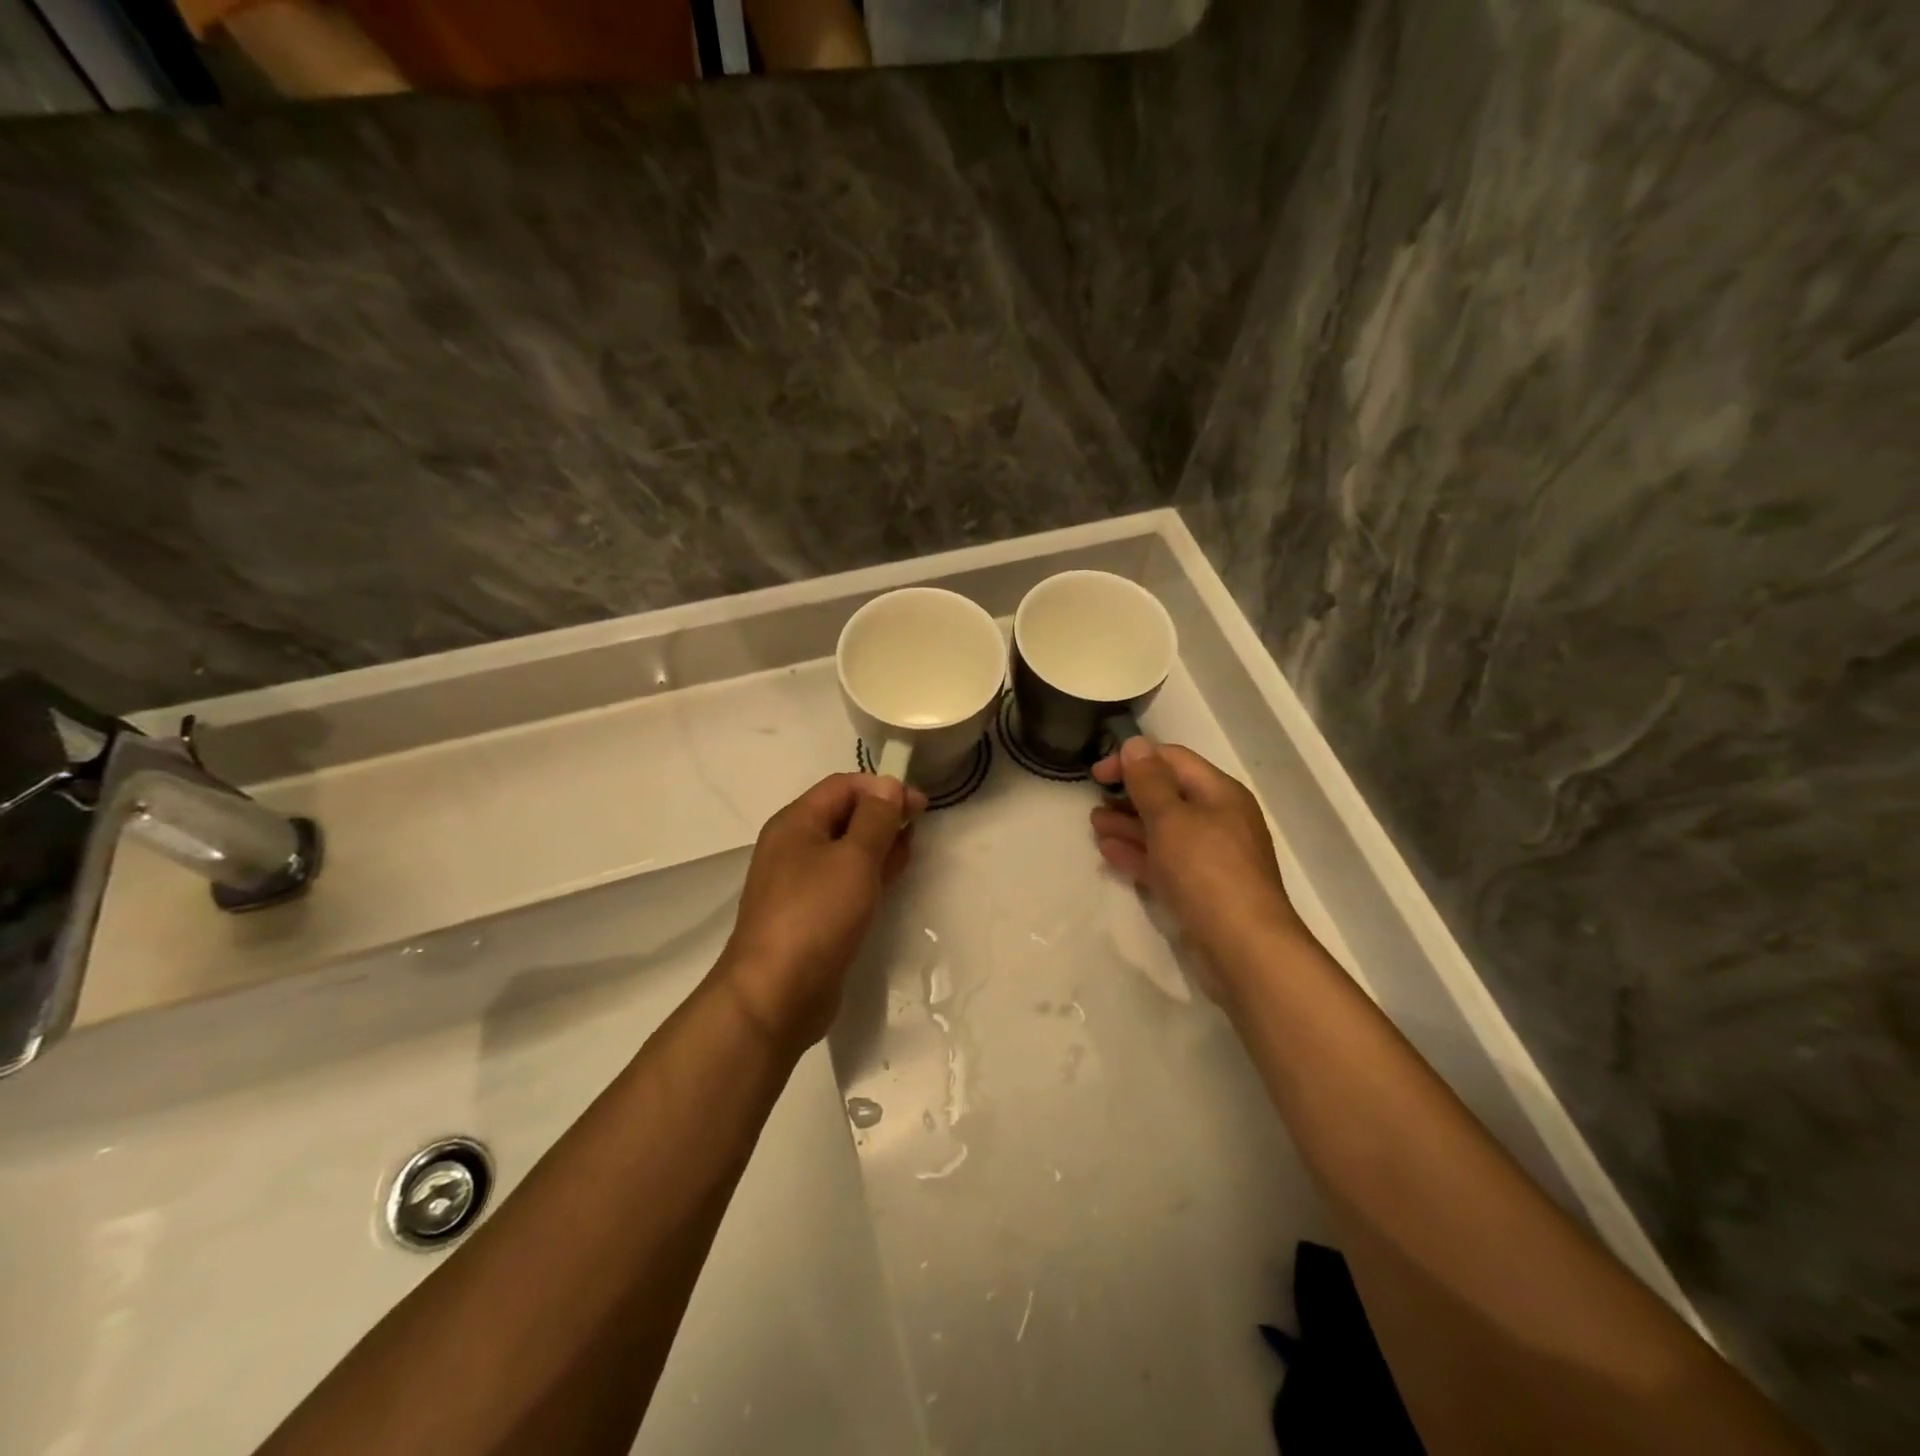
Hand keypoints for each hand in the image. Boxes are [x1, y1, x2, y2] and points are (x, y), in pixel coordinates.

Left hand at [717, 773, 926, 1054]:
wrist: (775, 995)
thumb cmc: (816, 915)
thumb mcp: (853, 858)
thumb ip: (876, 819)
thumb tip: (888, 784)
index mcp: (796, 823)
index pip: (843, 787)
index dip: (883, 788)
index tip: (921, 805)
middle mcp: (794, 847)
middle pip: (843, 815)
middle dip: (883, 814)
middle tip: (920, 826)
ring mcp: (800, 884)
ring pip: (846, 850)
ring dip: (879, 844)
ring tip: (911, 849)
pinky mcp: (811, 916)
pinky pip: (844, 882)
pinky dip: (869, 874)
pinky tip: (891, 879)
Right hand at [1090, 738, 1304, 992]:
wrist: (1243, 946)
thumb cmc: (1206, 871)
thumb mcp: (1171, 818)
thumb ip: (1148, 781)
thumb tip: (1135, 744)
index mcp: (1219, 793)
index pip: (1172, 760)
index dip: (1133, 760)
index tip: (1096, 773)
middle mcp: (1219, 819)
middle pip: (1169, 795)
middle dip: (1129, 794)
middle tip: (1093, 800)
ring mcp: (1212, 856)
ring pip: (1164, 830)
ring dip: (1128, 824)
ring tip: (1095, 825)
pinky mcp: (1202, 888)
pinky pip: (1165, 860)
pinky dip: (1139, 853)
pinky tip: (1110, 854)